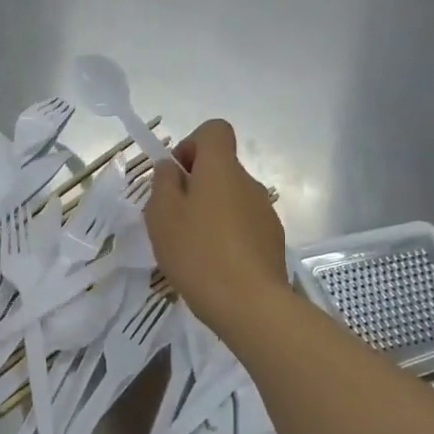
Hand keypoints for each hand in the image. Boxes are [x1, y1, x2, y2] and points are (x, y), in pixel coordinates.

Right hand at [144, 119, 287, 335]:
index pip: (214, 130)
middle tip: (172, 219)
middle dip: (195, 185)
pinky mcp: (272, 239)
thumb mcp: (161, 215)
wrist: (248, 303)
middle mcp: (248, 182)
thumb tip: (170, 167)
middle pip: (220, 168)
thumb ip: (163, 183)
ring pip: (230, 198)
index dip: (192, 144)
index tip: (176, 175)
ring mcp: (264, 212)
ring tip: (191, 247)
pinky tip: (212, 264)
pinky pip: (242, 224)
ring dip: (210, 212)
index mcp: (221, 169)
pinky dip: (226, 235)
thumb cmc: (197, 252)